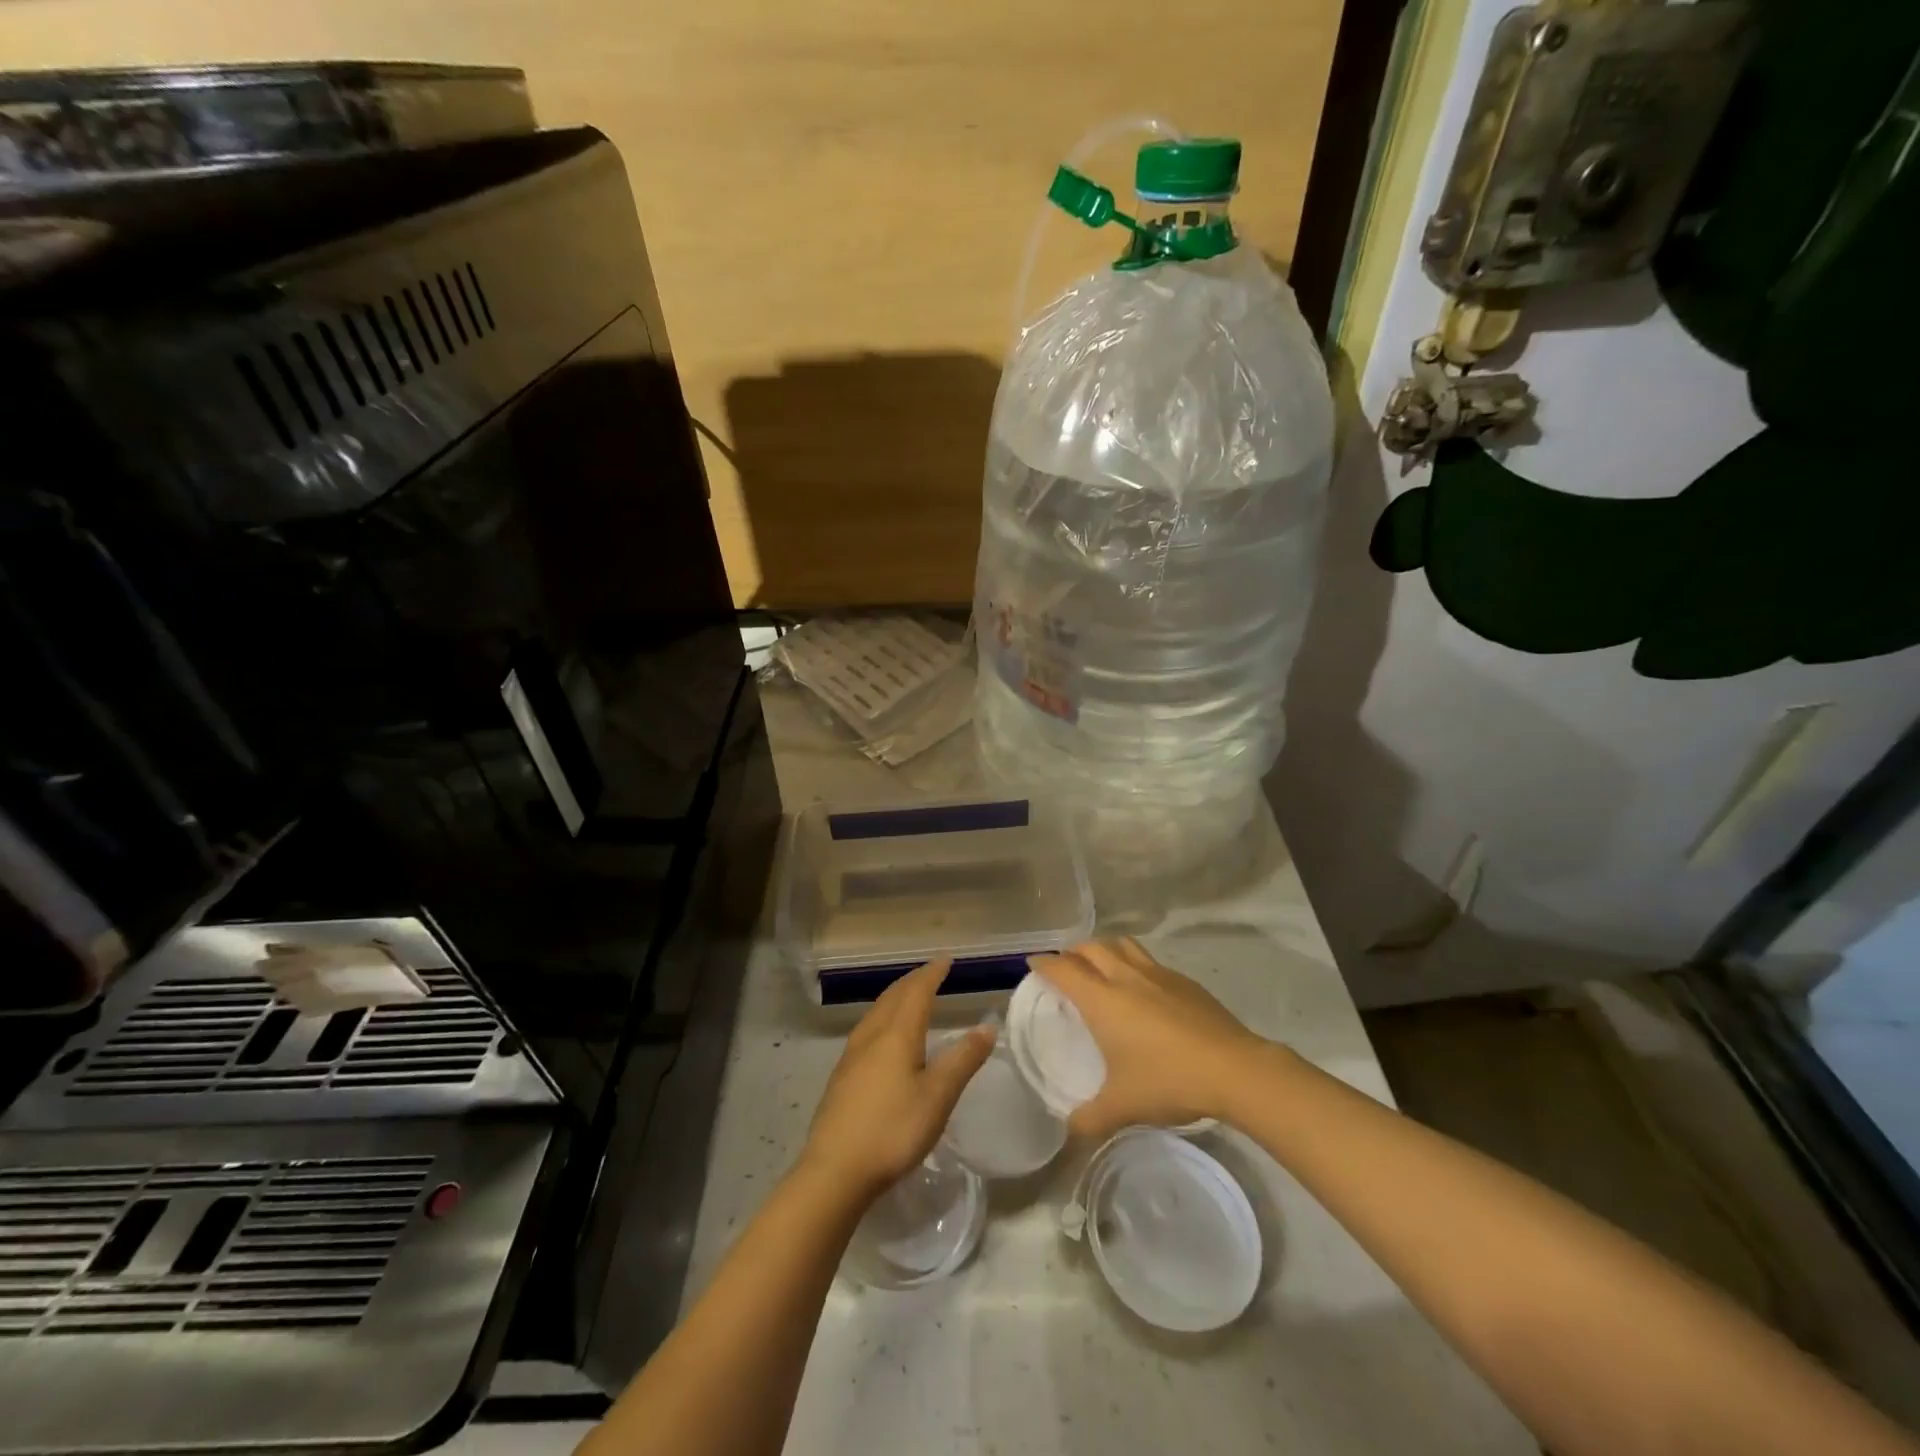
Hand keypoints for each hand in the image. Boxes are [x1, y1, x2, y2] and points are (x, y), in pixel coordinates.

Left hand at [799, 960, 994, 1201]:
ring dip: (896, 997)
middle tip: (931, 973)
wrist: (834, 1171)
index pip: (917, 992)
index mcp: (897, 1034)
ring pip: (877, 1012)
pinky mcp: (842, 1076)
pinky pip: (867, 1029)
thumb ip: (963, 1060)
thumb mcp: (937, 1097)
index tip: (946, 960)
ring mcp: (852, 1055)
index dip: (932, 974)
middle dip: (914, 981)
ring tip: (910, 997)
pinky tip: (884, 1037)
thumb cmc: (893, 1130)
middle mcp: (872, 1035)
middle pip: (893, 997)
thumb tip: (987, 1026)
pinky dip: (884, 1017)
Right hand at [1032, 938, 1274, 1138]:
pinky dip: (1135, 965)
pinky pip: (1149, 961)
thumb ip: (1090, 1118)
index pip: (1063, 969)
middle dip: (1073, 952)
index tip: (1034, 964)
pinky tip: (1144, 989)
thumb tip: (1069, 1132)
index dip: (1045, 963)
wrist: (1234, 1069)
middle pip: (1091, 947)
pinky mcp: (1185, 981)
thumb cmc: (1168, 1081)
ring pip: (1122, 946)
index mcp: (1102, 999)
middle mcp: (1126, 977)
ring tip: (1101, 967)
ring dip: (1105, 950)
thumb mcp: (1123, 1106)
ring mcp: (1158, 974)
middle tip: (1066, 967)